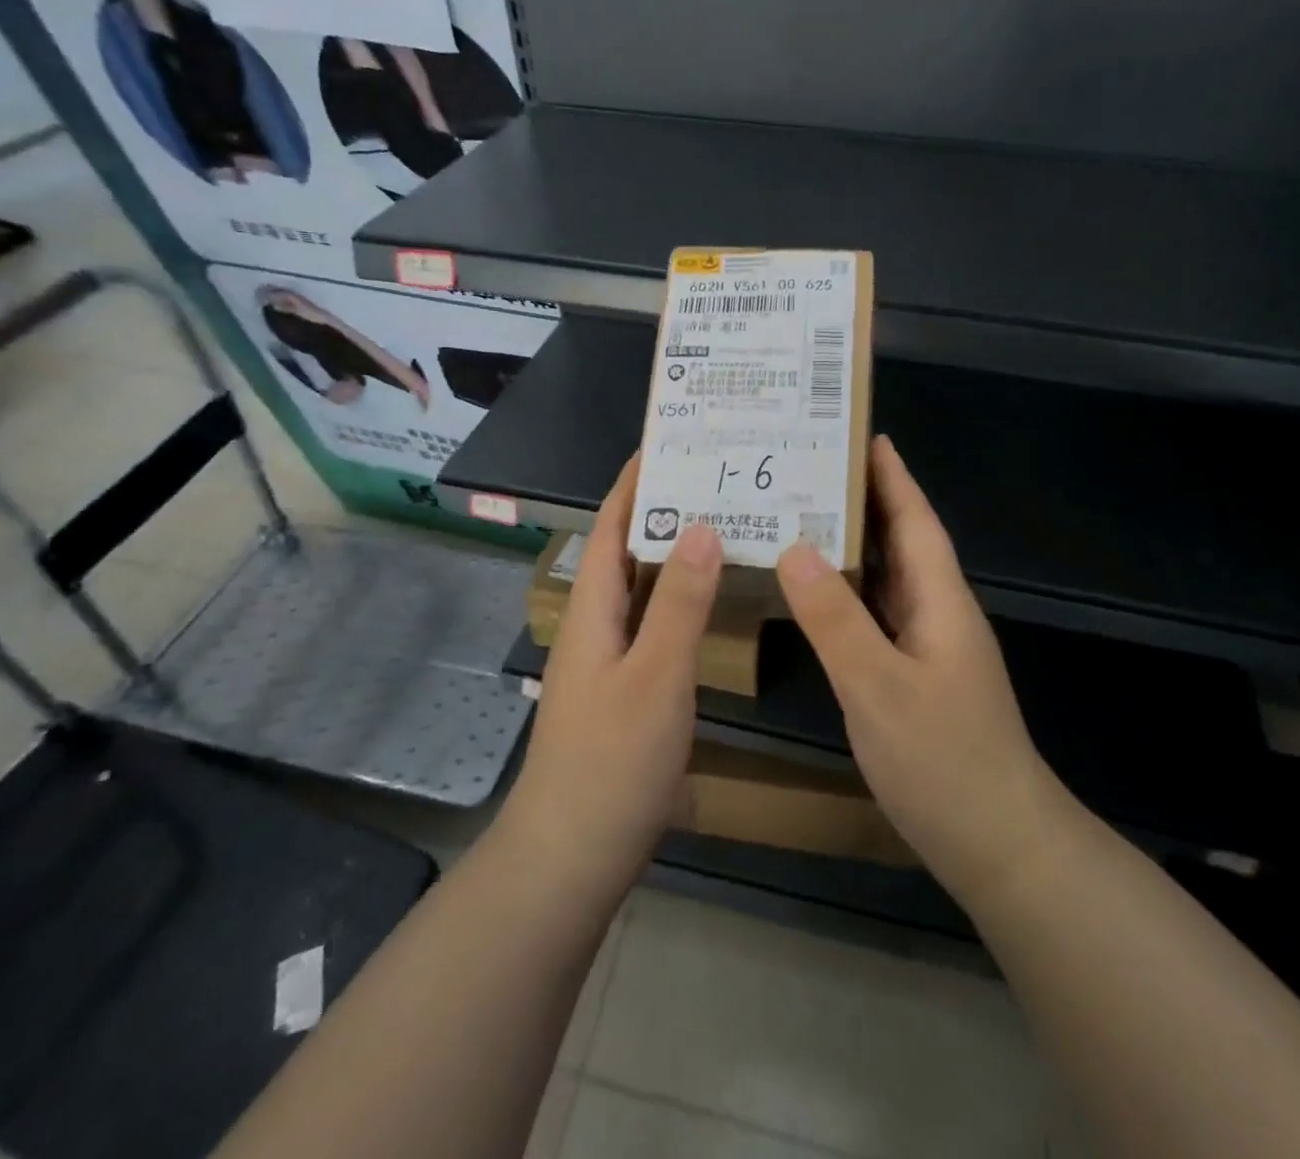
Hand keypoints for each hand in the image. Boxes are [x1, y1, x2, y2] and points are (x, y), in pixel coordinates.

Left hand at [503, 457, 722, 907]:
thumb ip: (680, 603)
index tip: (670, 442)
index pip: (612, 525)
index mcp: (593, 609)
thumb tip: (701, 526)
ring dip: (678, 554)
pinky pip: (657, 623)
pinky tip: (716, 600)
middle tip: (720, 479)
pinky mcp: (627, 689)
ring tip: (728, 524)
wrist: (571, 856)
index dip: (635, 482)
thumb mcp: (656, 676)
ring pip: (646, 588)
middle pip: (629, 550)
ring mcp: (610, 659)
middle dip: (666, 509)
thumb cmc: (612, 761)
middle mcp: (597, 624)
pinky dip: (684, 599)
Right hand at [776, 435, 1058, 906]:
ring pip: (888, 579)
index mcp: (940, 601)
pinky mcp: (916, 677)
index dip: (892, 476)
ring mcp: (929, 648)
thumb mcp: (878, 686)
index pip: (915, 520)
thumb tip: (794, 546)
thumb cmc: (944, 759)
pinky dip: (848, 593)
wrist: (1000, 844)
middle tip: (810, 471)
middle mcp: (938, 613)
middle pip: (901, 541)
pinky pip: (878, 615)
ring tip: (801, 517)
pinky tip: (816, 594)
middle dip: (864, 501)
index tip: (863, 435)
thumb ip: (835, 618)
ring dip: (853, 546)